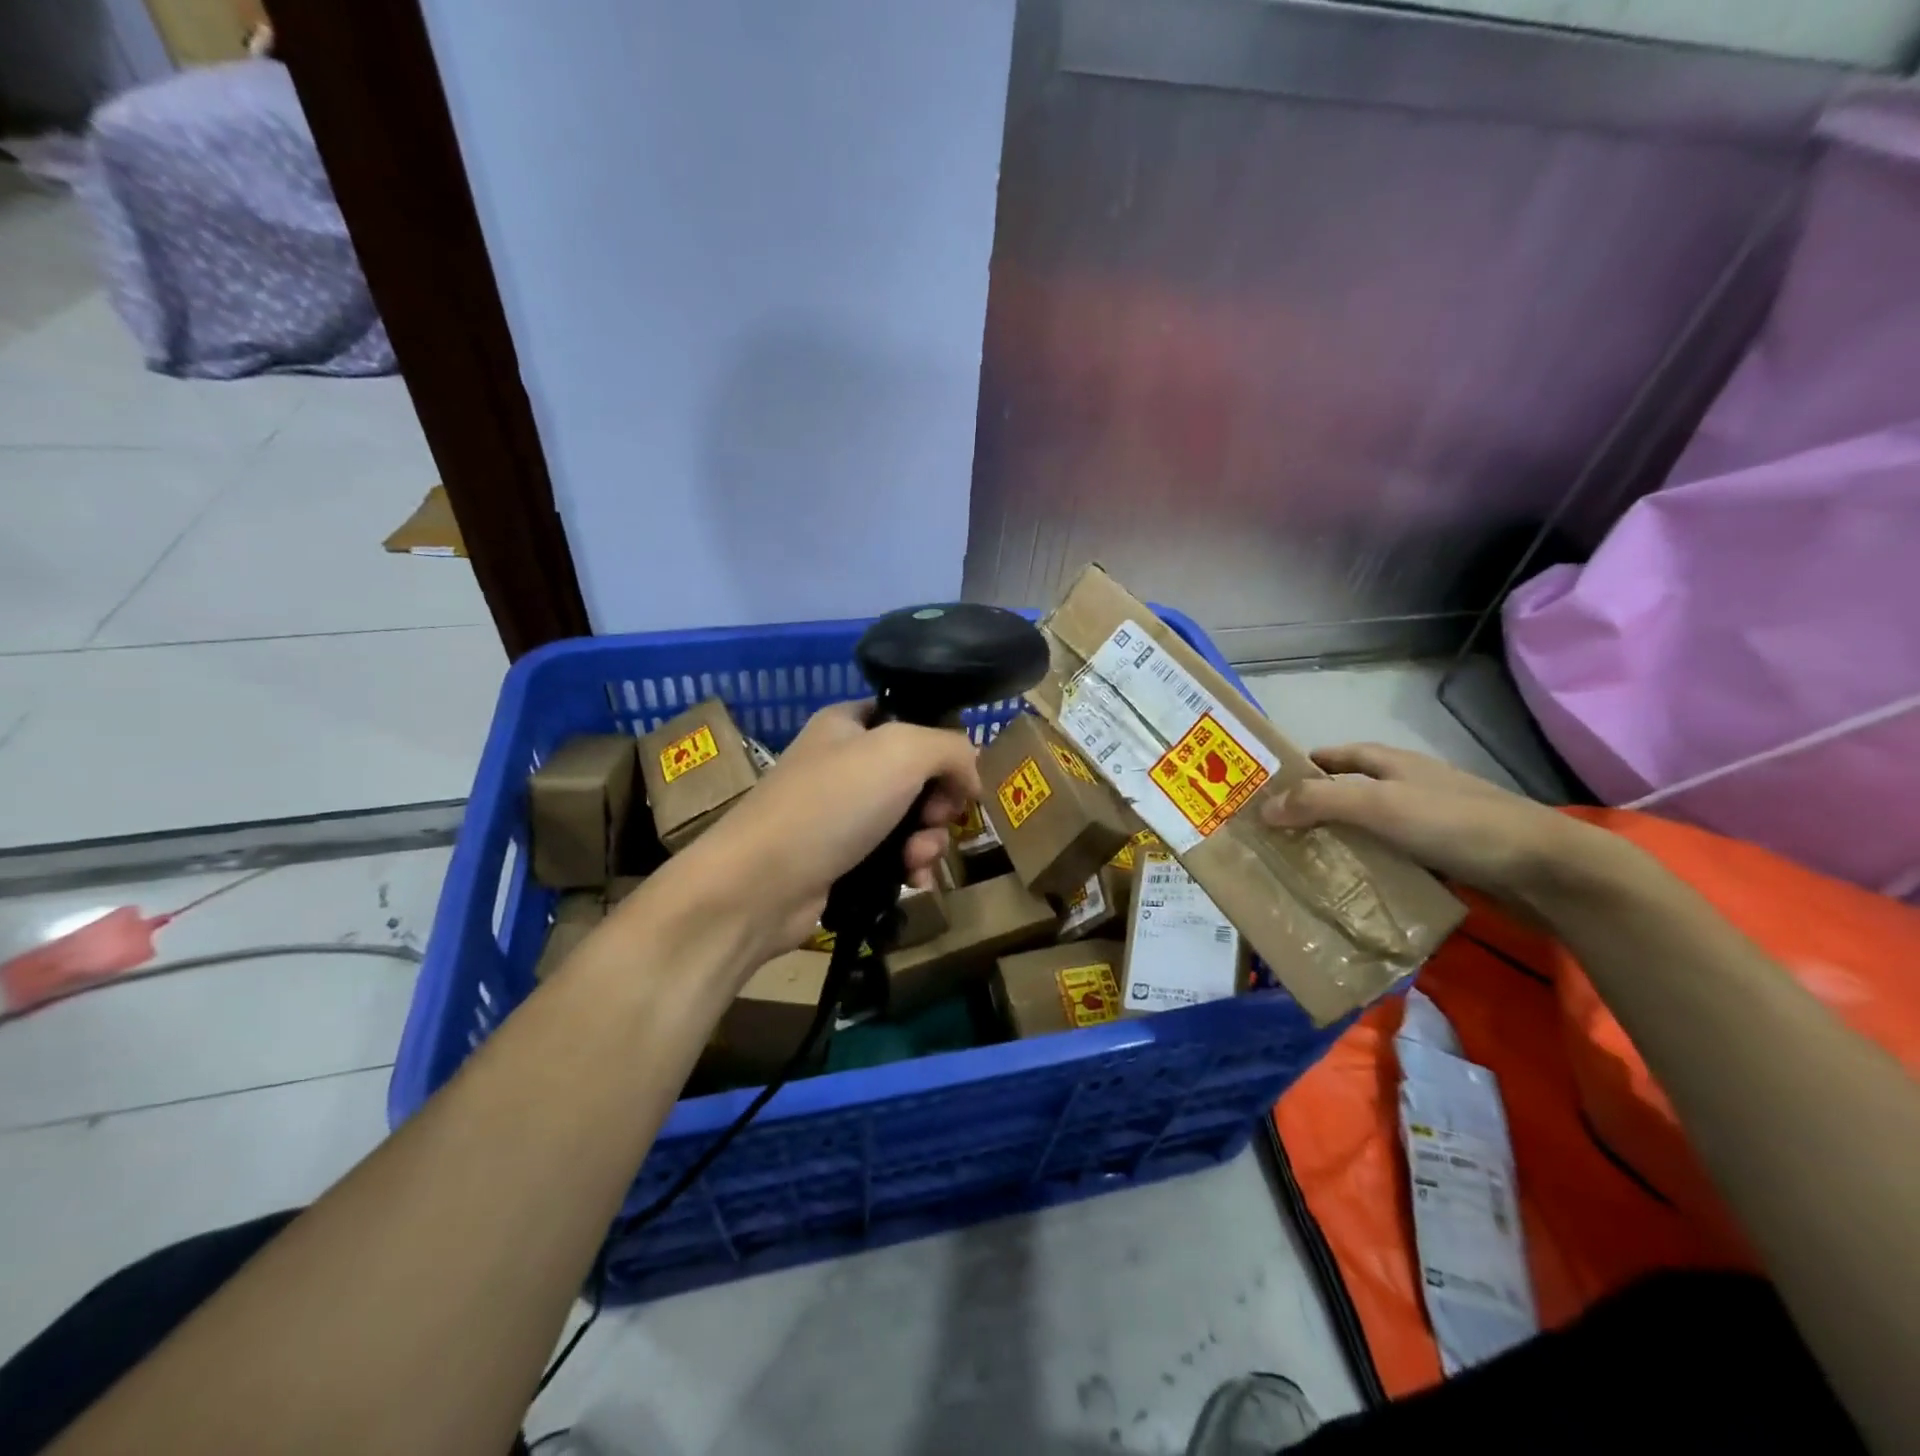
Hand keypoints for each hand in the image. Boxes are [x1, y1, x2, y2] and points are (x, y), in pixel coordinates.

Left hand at [663, 702, 980, 962]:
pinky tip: (913, 881)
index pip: (913, 719)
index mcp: (849, 723)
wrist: (760, 885)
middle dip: (940, 804)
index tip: (958, 778)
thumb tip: (971, 776)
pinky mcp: (840, 860)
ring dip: (928, 841)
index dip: (944, 746)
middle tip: (935, 821)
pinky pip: (893, 857)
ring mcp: (841, 814)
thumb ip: (951, 748)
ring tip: (917, 860)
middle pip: (920, 775)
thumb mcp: (903, 752)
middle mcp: (844, 763)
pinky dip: (910, 867)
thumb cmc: (832, 803)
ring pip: (911, 820)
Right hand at [1259, 743, 1619, 907]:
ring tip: (1304, 864)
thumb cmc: (1457, 824)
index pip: (1339, 755)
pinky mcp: (1449, 857)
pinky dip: (1370, 867)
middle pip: (1352, 792)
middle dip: (1315, 808)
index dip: (1306, 765)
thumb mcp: (1380, 806)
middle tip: (1277, 833)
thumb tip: (1262, 809)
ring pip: (1372, 828)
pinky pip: (1394, 858)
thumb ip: (1320, 803)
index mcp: (1394, 764)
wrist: (1547, 869)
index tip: (1270, 785)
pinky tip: (1354, 888)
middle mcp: (1410, 787)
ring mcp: (1432, 823)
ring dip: (1341, 841)